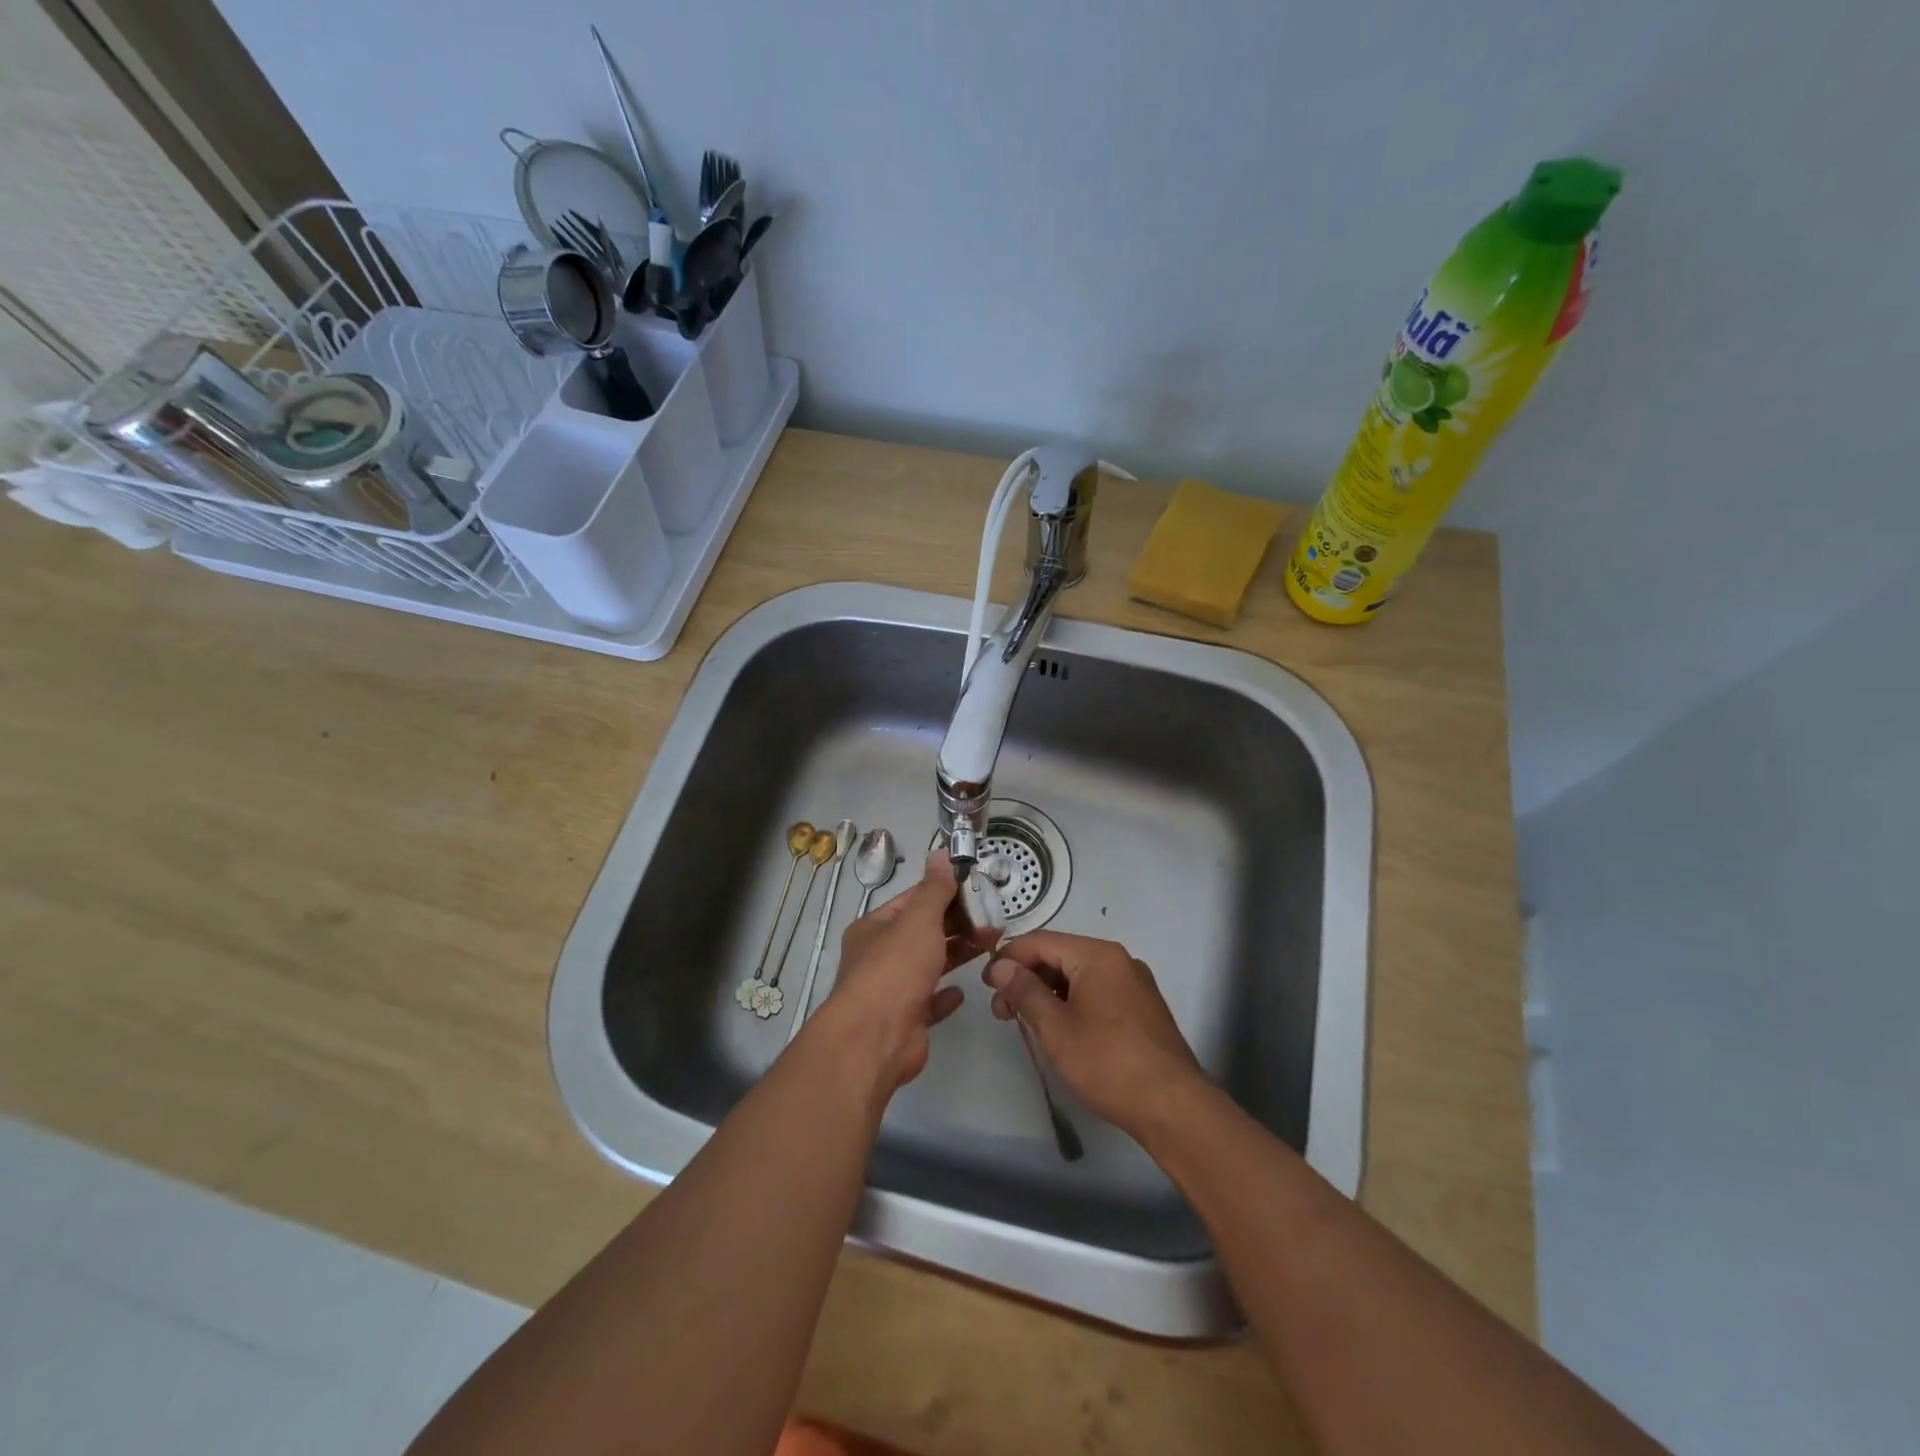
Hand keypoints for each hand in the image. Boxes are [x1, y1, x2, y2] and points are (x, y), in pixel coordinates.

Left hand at [815, 851, 999, 1094]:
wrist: (876, 1039)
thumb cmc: (895, 969)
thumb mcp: (919, 920)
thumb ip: (934, 889)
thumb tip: (941, 853)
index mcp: (875, 927)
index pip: (912, 900)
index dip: (943, 892)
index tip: (977, 889)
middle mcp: (879, 955)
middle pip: (922, 932)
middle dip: (956, 923)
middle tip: (994, 918)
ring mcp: (892, 989)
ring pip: (929, 964)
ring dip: (957, 953)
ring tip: (990, 944)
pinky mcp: (906, 1019)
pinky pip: (930, 1001)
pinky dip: (946, 994)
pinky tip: (964, 990)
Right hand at [984, 931, 1204, 1137]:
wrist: (1173, 1106)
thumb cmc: (1107, 1062)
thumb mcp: (1056, 1027)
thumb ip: (1024, 991)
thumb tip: (1000, 965)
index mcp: (1097, 954)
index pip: (1040, 941)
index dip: (1008, 959)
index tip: (985, 985)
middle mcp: (1118, 959)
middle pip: (1059, 956)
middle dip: (1026, 978)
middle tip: (1002, 1012)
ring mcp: (1134, 983)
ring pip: (1078, 976)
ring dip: (1047, 993)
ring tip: (1027, 1023)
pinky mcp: (1142, 1007)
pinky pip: (1097, 991)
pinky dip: (1071, 1002)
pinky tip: (1060, 1028)